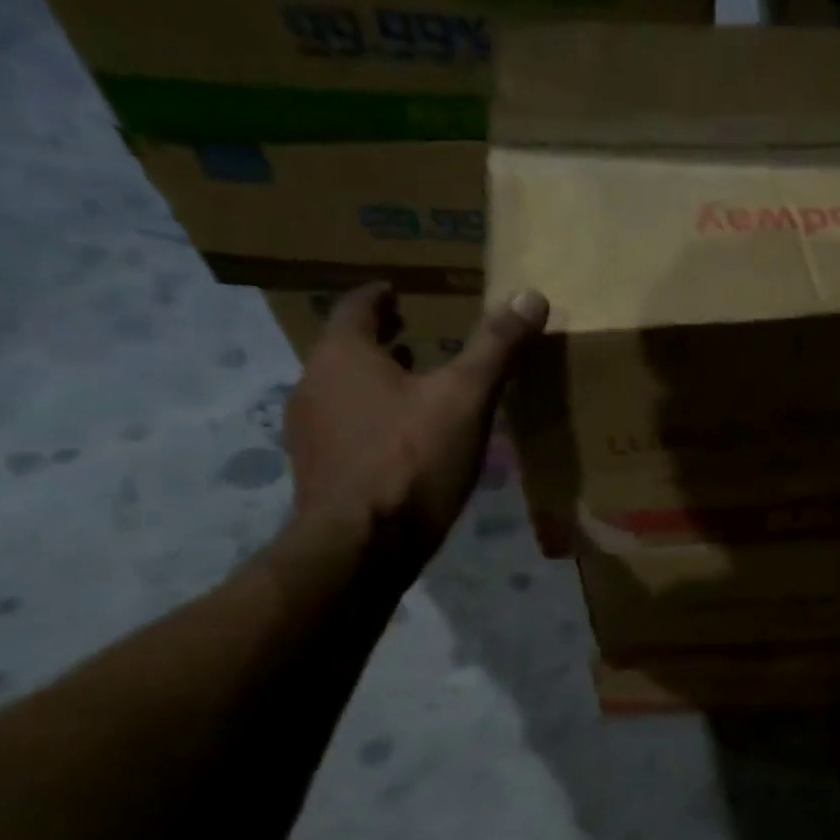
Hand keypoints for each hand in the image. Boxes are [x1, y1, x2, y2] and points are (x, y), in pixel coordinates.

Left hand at [284, 284, 548, 574]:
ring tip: (415, 387)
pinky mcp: (316, 470)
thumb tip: (531, 295)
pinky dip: (370, 419)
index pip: (355, 307)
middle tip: (414, 336)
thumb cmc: (412, 460)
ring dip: (375, 381)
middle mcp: (312, 384)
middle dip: (380, 341)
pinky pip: (344, 427)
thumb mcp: (467, 399)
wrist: (362, 547)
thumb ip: (496, 347)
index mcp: (343, 356)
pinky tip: (403, 441)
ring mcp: (308, 431)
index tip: (396, 292)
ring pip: (342, 390)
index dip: (378, 296)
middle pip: (345, 349)